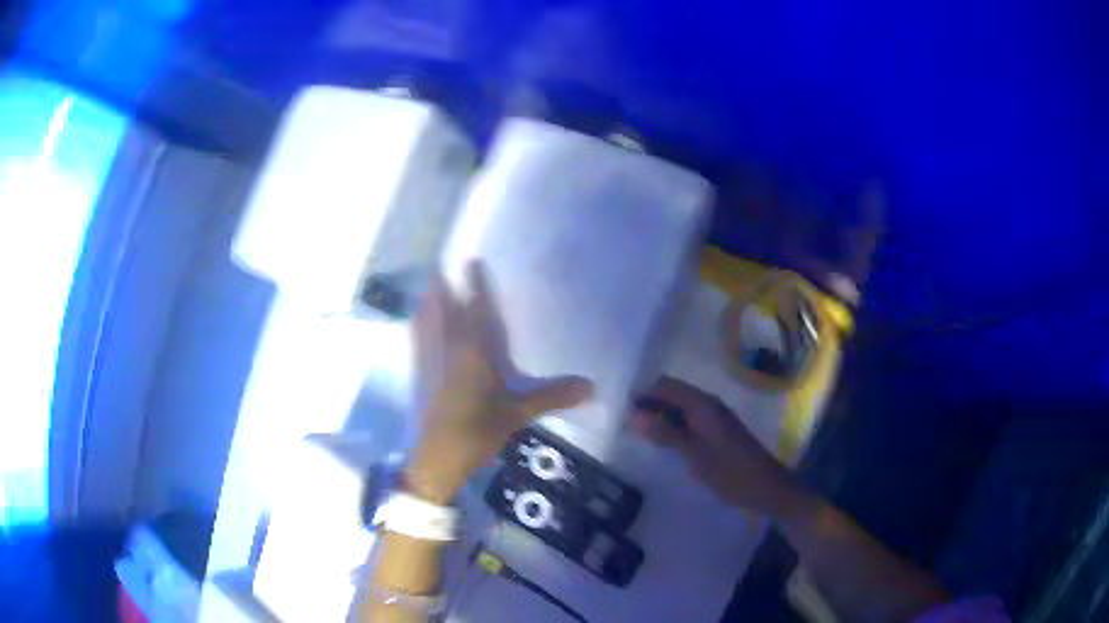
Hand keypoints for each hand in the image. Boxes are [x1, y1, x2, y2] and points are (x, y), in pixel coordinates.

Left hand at [404, 262, 593, 503]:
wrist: (438, 457)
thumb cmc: (477, 430)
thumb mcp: (518, 414)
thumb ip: (552, 396)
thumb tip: (591, 385)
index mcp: (474, 353)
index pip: (475, 311)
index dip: (474, 285)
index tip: (471, 261)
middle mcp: (449, 350)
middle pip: (444, 311)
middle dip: (443, 287)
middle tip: (441, 265)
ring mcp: (431, 362)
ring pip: (427, 324)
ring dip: (429, 304)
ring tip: (428, 287)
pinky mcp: (421, 377)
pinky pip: (419, 342)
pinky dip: (419, 327)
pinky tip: (417, 325)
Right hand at [631, 376, 807, 517]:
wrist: (767, 488)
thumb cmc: (731, 472)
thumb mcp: (695, 455)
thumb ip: (665, 433)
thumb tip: (633, 414)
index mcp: (703, 405)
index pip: (666, 385)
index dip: (643, 393)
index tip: (620, 408)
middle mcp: (709, 404)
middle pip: (672, 394)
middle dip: (649, 404)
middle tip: (624, 423)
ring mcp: (715, 418)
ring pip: (680, 408)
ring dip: (660, 416)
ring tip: (636, 433)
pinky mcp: (717, 432)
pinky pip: (689, 420)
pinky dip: (673, 427)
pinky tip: (662, 443)